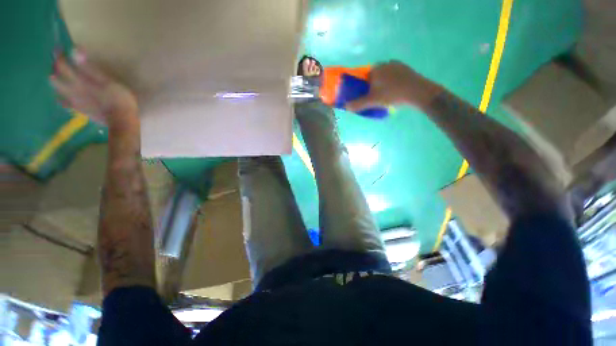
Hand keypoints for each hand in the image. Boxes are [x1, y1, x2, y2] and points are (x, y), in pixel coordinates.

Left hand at [50, 49, 138, 132]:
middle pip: (55, 78)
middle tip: (59, 64)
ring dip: (56, 84)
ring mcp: (75, 102)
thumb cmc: (119, 99)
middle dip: (54, 70)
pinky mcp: (80, 111)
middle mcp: (72, 91)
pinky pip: (65, 104)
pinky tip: (63, 98)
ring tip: (58, 79)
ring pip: (58, 91)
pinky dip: (62, 99)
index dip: (59, 55)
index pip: (62, 65)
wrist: (123, 121)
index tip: (59, 47)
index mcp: (79, 82)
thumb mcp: (108, 81)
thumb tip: (75, 49)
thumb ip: (89, 67)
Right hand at [345, 61, 442, 111]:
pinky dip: (392, 83)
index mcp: (375, 69)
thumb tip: (346, 107)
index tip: (366, 95)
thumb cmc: (392, 95)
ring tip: (386, 97)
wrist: (417, 92)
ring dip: (383, 85)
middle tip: (376, 98)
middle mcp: (385, 63)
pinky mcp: (406, 69)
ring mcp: (397, 65)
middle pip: (374, 76)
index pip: (364, 76)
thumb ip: (358, 104)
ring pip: (385, 76)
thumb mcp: (372, 101)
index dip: (363, 87)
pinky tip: (395, 92)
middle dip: (373, 86)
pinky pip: (394, 76)